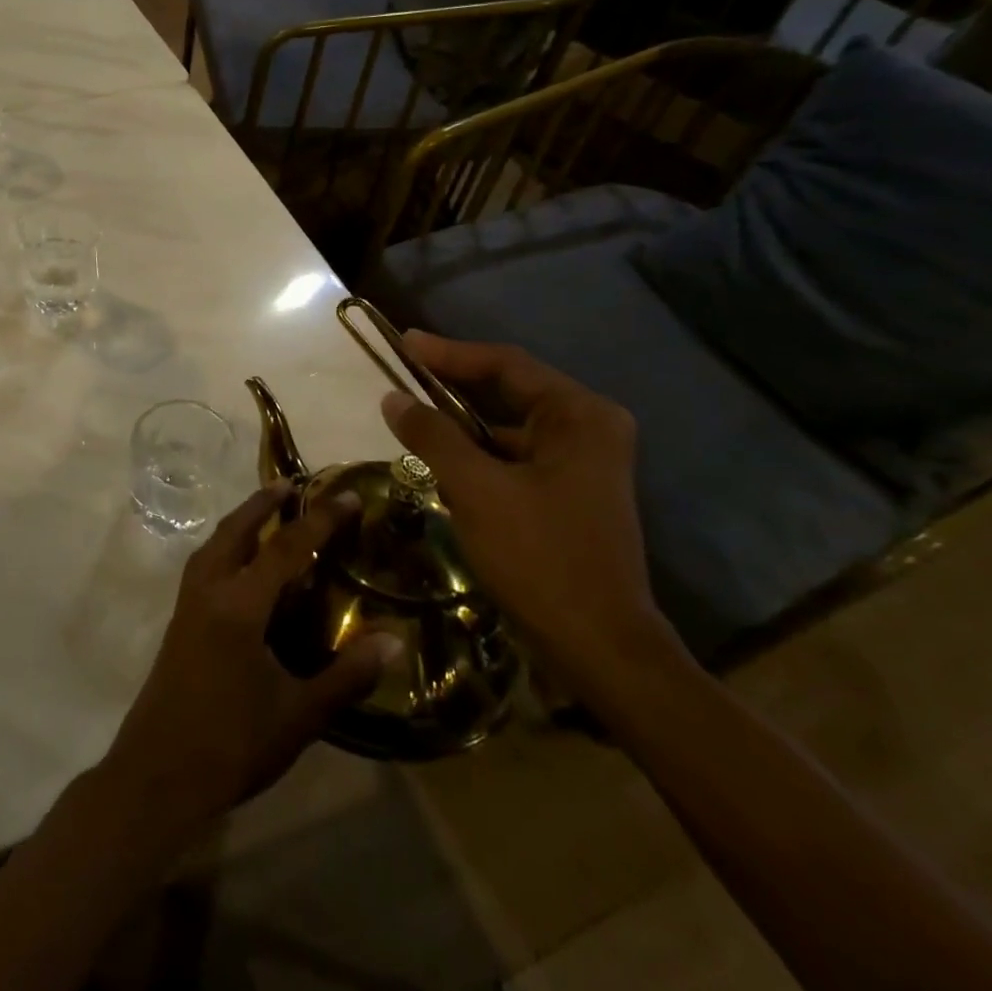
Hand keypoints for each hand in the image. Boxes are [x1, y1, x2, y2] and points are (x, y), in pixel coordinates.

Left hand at [94, 486, 399, 843]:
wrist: (158, 774)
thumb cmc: (232, 743)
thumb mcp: (299, 714)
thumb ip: (346, 675)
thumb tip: (394, 642)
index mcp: (239, 605)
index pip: (285, 548)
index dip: (320, 519)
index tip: (348, 496)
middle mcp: (208, 591)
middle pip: (236, 530)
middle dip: (264, 502)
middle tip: (292, 483)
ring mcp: (187, 605)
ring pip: (214, 544)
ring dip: (241, 521)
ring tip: (266, 511)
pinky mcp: (178, 622)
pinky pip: (204, 564)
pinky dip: (226, 546)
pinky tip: (240, 564)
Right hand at [380, 331, 681, 696]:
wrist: (599, 647)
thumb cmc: (540, 557)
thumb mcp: (477, 489)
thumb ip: (433, 436)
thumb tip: (392, 397)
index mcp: (580, 416)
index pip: (506, 365)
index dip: (450, 352)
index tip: (404, 343)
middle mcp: (589, 429)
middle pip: (509, 391)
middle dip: (453, 385)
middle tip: (403, 373)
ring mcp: (582, 463)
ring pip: (507, 427)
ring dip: (461, 425)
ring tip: (412, 418)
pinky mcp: (569, 493)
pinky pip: (513, 457)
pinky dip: (477, 455)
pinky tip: (441, 464)